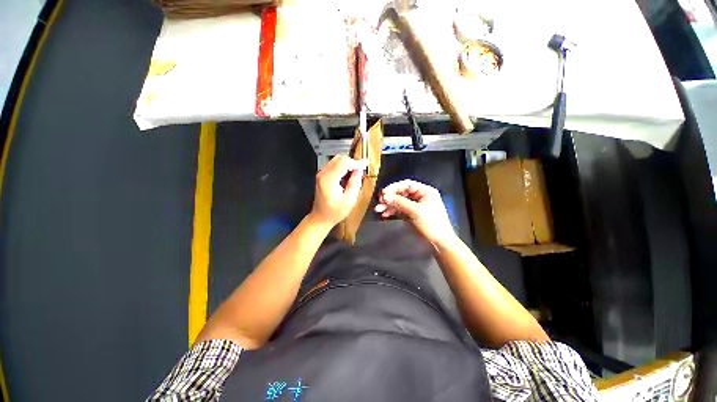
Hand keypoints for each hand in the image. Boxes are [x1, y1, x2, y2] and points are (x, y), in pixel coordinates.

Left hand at [309, 155, 367, 227]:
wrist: (320, 218)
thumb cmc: (334, 213)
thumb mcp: (349, 201)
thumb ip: (355, 183)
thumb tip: (359, 170)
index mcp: (329, 180)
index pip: (344, 162)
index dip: (357, 162)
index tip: (366, 164)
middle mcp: (323, 174)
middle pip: (340, 158)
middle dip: (352, 163)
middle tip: (361, 171)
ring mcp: (321, 174)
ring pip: (337, 160)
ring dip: (348, 165)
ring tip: (355, 175)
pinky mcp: (322, 175)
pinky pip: (334, 165)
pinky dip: (343, 167)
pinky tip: (347, 177)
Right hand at [375, 180, 455, 245]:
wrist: (439, 243)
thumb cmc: (432, 224)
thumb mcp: (416, 211)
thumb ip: (400, 203)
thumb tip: (385, 196)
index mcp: (425, 191)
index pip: (407, 185)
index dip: (394, 187)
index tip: (383, 192)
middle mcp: (420, 197)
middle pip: (401, 193)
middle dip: (390, 197)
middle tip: (379, 201)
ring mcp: (414, 206)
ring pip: (398, 202)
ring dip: (388, 205)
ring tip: (378, 209)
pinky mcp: (411, 214)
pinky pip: (399, 210)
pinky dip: (392, 211)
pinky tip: (384, 214)